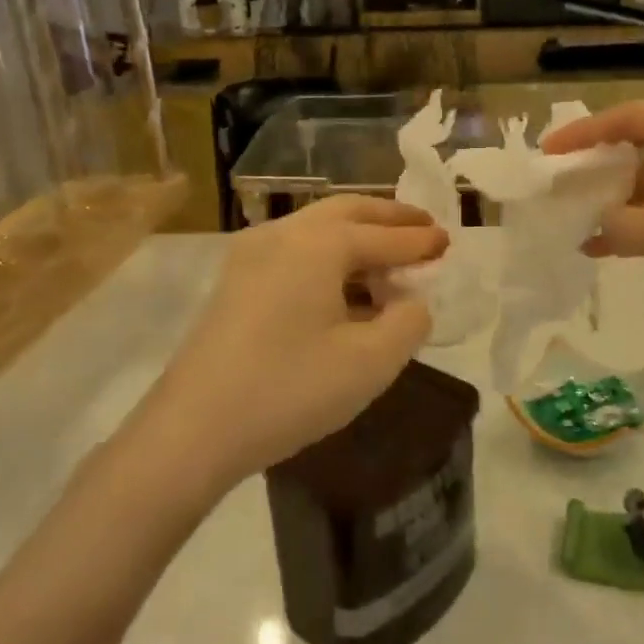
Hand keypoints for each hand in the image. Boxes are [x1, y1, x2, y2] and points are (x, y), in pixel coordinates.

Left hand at [136, 195, 446, 488]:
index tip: (450, 240)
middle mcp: (282, 235)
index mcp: (317, 244)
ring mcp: (250, 257)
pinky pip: (295, 253)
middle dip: (388, 218)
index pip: (382, 236)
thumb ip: (408, 322)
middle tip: (423, 227)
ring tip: (390, 261)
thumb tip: (411, 303)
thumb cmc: (290, 390)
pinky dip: (330, 258)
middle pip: (346, 212)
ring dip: (358, 237)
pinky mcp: (235, 284)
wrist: (193, 430)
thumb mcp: (371, 362)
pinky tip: (345, 289)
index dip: (420, 240)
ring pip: (316, 230)